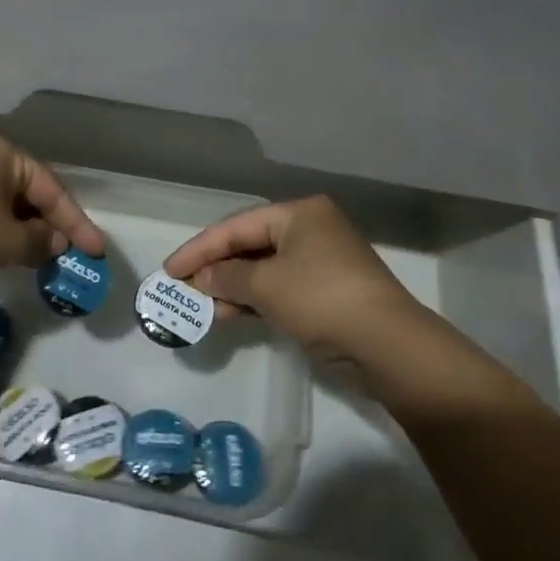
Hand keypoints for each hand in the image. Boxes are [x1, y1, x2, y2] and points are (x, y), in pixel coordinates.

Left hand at [0, 133, 106, 334]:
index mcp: (5, 153)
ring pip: (2, 198)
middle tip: (67, 252)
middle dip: (49, 223)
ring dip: (22, 226)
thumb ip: (39, 242)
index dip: (77, 223)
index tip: (95, 251)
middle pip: (27, 190)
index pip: (52, 189)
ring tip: (37, 254)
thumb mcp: (7, 242)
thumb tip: (55, 242)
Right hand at [164, 196, 425, 367]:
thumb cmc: (322, 300)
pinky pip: (280, 288)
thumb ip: (227, 278)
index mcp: (299, 213)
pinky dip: (255, 300)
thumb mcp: (267, 286)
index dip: (200, 248)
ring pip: (264, 269)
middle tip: (183, 288)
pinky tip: (231, 316)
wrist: (389, 347)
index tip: (170, 270)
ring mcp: (321, 261)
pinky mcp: (327, 292)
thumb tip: (201, 279)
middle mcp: (311, 229)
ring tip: (202, 308)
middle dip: (216, 268)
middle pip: (250, 244)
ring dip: (233, 288)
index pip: (237, 225)